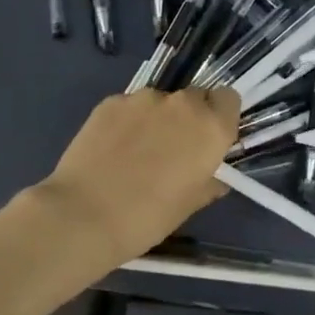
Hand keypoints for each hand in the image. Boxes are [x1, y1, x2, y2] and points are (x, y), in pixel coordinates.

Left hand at [33, 87, 240, 264]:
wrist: (85, 215)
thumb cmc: (149, 217)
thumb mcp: (189, 205)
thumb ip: (208, 183)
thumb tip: (214, 179)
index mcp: (211, 128)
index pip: (229, 99)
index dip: (220, 117)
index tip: (209, 140)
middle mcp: (181, 104)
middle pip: (195, 97)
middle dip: (189, 117)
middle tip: (174, 149)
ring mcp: (142, 99)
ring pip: (160, 101)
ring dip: (157, 119)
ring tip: (137, 151)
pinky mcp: (110, 102)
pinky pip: (130, 107)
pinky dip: (128, 122)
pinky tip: (113, 149)